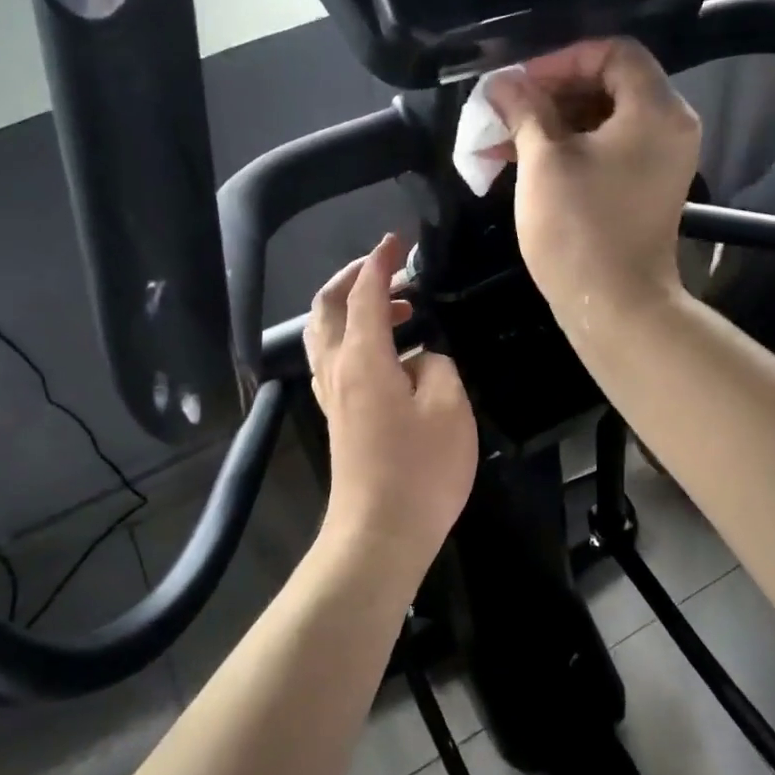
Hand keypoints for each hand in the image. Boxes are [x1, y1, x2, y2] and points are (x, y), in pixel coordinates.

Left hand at [305, 234, 477, 568]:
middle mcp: (337, 370)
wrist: (380, 534)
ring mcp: (332, 396)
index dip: (381, 262)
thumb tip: (421, 359)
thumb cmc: (420, 470)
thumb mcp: (449, 408)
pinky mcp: (338, 418)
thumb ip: (437, 366)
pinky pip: (334, 360)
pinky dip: (354, 338)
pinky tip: (389, 353)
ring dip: (352, 309)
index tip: (398, 240)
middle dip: (353, 278)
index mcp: (363, 358)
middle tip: (390, 270)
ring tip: (399, 310)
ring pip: (325, 334)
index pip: (366, 293)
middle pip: (327, 307)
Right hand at [486, 37, 701, 324]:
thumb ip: (524, 110)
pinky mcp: (645, 188)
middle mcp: (669, 127)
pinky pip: (608, 149)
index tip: (519, 83)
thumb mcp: (544, 161)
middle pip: (609, 84)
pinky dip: (570, 148)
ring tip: (502, 139)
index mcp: (656, 109)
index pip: (613, 52)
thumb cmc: (579, 228)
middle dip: (550, 93)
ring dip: (553, 123)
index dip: (561, 60)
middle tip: (505, 109)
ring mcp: (660, 160)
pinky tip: (523, 160)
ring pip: (603, 120)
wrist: (616, 307)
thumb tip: (502, 82)